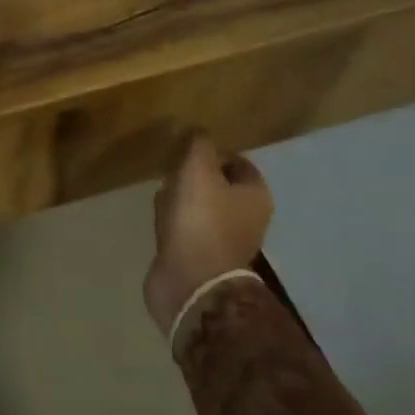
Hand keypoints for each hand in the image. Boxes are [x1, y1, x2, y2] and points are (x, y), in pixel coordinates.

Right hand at [143, 135, 273, 338]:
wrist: (190, 282)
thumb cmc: (201, 220)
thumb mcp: (198, 170)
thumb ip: (199, 145)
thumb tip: (199, 133)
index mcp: (255, 196)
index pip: (240, 163)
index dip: (216, 151)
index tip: (189, 145)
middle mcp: (247, 218)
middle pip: (221, 185)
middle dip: (196, 174)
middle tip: (172, 166)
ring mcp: (224, 240)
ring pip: (202, 206)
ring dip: (182, 196)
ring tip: (161, 188)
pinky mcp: (200, 257)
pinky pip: (187, 227)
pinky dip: (174, 219)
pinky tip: (158, 214)